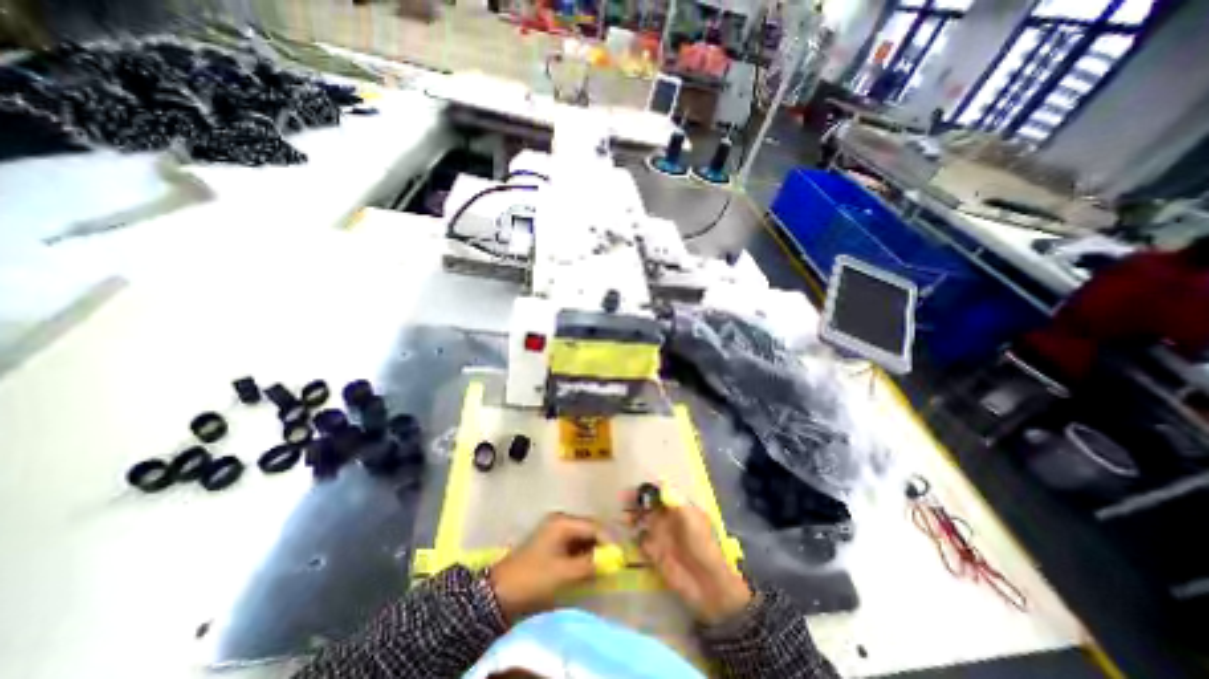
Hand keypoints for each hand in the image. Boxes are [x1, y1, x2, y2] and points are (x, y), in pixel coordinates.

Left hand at [487, 516, 608, 620]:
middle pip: (589, 528)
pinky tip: (588, 564)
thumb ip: (589, 565)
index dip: (609, 540)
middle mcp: (561, 520)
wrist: (500, 590)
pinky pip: (574, 543)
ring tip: (603, 563)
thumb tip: (611, 561)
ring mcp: (555, 530)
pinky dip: (583, 552)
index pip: (594, 526)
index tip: (621, 554)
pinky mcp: (552, 542)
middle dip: (602, 543)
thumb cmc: (533, 577)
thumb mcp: (564, 572)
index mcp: (563, 522)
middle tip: (614, 560)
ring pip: (582, 536)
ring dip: (593, 549)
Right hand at [628, 489, 753, 626]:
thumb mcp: (690, 517)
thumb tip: (659, 482)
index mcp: (678, 507)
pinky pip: (639, 539)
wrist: (706, 583)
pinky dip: (631, 534)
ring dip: (631, 516)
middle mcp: (667, 518)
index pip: (659, 492)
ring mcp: (660, 534)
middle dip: (635, 501)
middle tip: (621, 500)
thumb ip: (674, 499)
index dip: (647, 489)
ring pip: (641, 519)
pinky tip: (624, 532)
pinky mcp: (654, 551)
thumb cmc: (701, 545)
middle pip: (647, 504)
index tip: (634, 488)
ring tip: (622, 517)